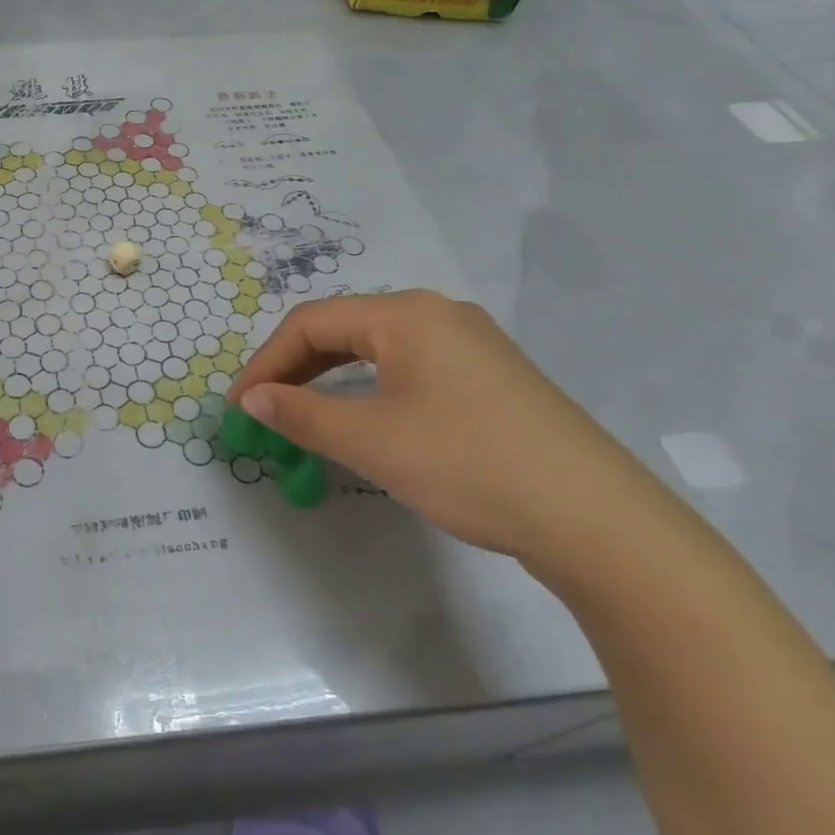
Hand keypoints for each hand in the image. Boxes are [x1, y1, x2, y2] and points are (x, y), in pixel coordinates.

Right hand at [227, 291, 674, 569]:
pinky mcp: (490, 376)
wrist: (596, 519)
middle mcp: (437, 314)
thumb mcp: (372, 441)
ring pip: (376, 349)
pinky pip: (409, 368)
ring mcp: (470, 343)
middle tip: (264, 410)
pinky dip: (369, 389)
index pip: (312, 322)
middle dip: (295, 368)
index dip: (266, 361)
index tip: (239, 405)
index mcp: (406, 314)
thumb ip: (302, 414)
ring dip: (330, 379)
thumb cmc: (469, 465)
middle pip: (343, 329)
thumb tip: (252, 398)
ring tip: (302, 415)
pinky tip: (364, 419)